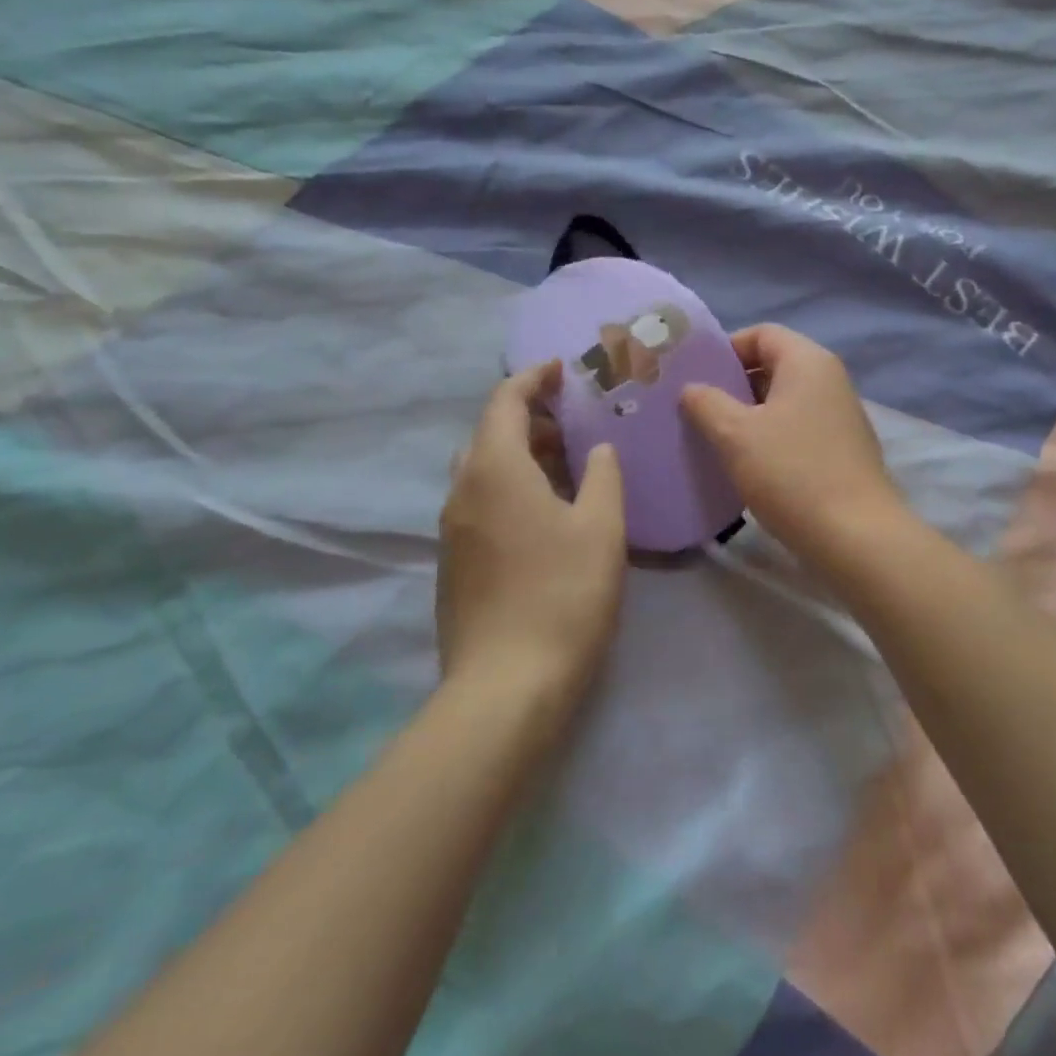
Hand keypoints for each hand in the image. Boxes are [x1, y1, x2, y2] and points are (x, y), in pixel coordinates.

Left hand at [437, 363, 626, 715]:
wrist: (506, 685)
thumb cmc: (562, 595)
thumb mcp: (600, 528)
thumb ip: (603, 476)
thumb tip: (598, 450)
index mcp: (495, 469)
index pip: (505, 401)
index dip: (532, 377)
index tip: (562, 369)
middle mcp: (462, 490)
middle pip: (489, 433)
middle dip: (529, 418)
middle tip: (574, 423)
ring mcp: (451, 530)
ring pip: (482, 470)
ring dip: (520, 455)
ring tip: (566, 466)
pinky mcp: (454, 563)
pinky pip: (480, 503)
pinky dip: (510, 488)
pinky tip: (545, 514)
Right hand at [680, 325, 905, 568]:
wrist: (854, 536)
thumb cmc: (791, 473)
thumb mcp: (735, 434)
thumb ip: (706, 403)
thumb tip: (692, 389)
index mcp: (808, 362)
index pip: (762, 334)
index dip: (725, 349)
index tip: (696, 377)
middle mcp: (830, 380)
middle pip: (774, 366)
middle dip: (733, 384)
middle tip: (697, 409)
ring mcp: (840, 416)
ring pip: (784, 401)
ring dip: (749, 414)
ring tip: (715, 439)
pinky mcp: (842, 450)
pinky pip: (798, 428)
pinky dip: (770, 437)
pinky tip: (748, 465)